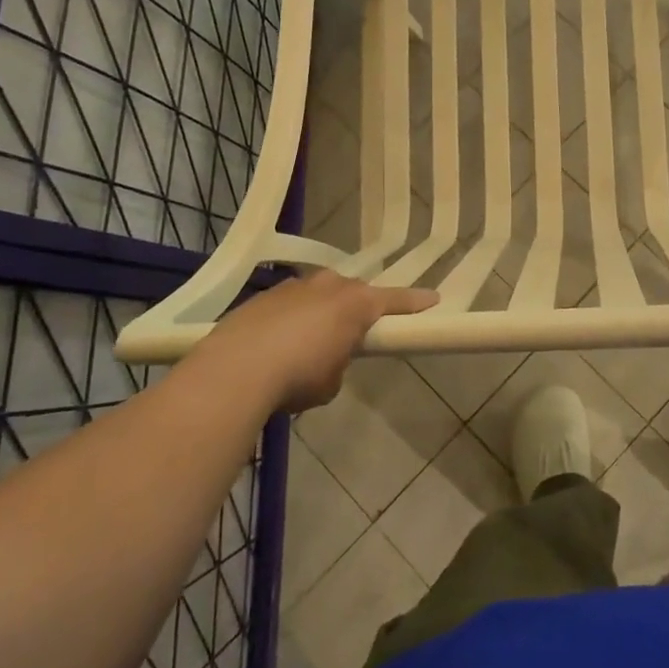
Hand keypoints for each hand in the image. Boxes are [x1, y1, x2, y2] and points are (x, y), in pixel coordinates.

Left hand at [202, 271, 437, 412]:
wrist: (234, 370)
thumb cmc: (298, 377)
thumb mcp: (331, 382)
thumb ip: (339, 363)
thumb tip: (326, 358)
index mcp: (355, 304)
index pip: (395, 300)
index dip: (415, 302)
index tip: (433, 298)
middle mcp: (328, 285)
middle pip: (353, 292)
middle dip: (357, 307)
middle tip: (355, 331)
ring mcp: (293, 286)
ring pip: (318, 294)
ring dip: (320, 312)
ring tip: (309, 343)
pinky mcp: (263, 297)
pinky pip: (289, 304)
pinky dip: (290, 320)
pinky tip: (277, 345)